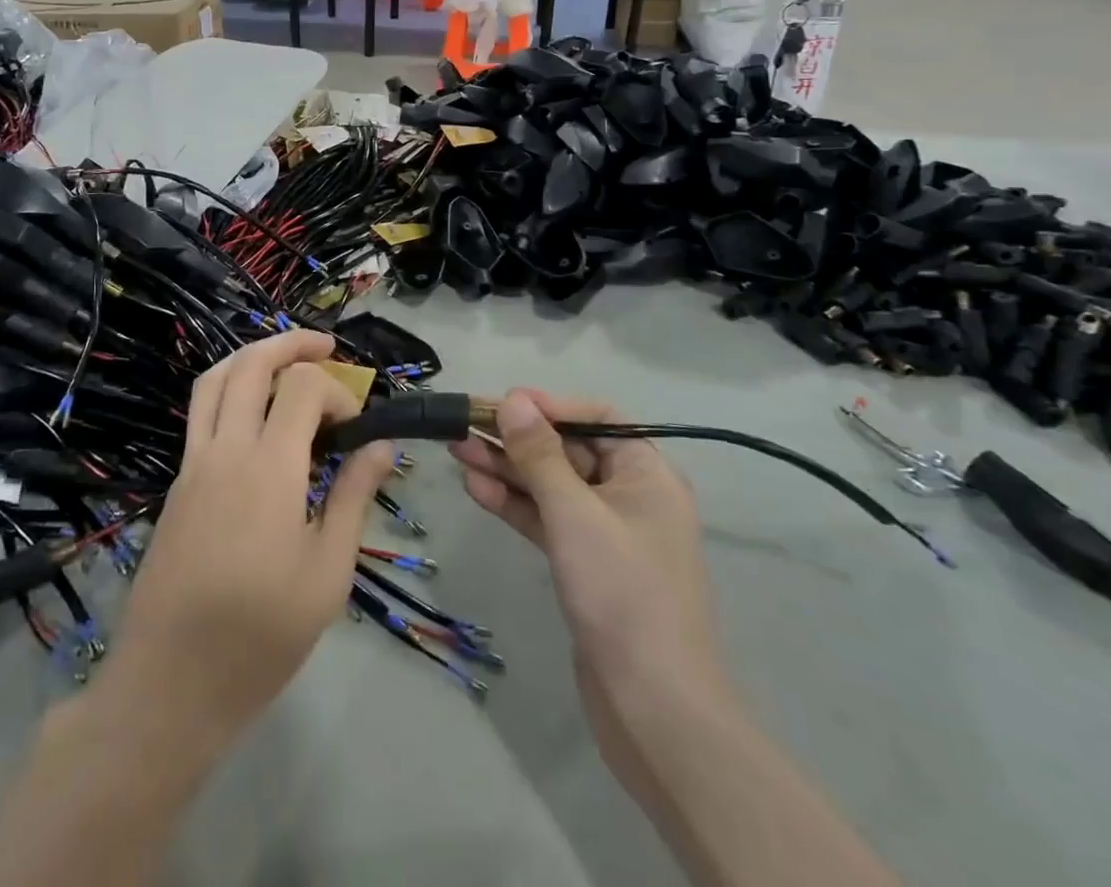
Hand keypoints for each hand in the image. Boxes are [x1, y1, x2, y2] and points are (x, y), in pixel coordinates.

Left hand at [106, 330, 393, 743]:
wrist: (169, 683)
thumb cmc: (261, 634)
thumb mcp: (327, 573)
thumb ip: (353, 497)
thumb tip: (381, 446)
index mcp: (269, 468)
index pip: (302, 387)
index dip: (337, 390)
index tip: (356, 426)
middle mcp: (225, 450)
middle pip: (250, 363)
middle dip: (292, 344)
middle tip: (326, 346)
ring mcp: (193, 463)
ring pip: (214, 380)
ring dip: (252, 357)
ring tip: (286, 361)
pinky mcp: (177, 483)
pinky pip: (201, 412)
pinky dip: (230, 390)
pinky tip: (255, 416)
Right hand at [451, 390, 730, 778]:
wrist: (653, 710)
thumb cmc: (622, 594)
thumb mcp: (575, 514)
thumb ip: (540, 455)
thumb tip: (513, 399)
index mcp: (646, 474)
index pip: (597, 418)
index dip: (550, 406)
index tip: (503, 403)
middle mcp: (629, 495)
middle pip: (567, 450)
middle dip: (516, 438)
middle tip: (463, 426)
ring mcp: (606, 532)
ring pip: (550, 485)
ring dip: (507, 469)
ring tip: (456, 450)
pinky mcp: (585, 564)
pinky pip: (546, 519)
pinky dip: (514, 504)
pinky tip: (476, 489)